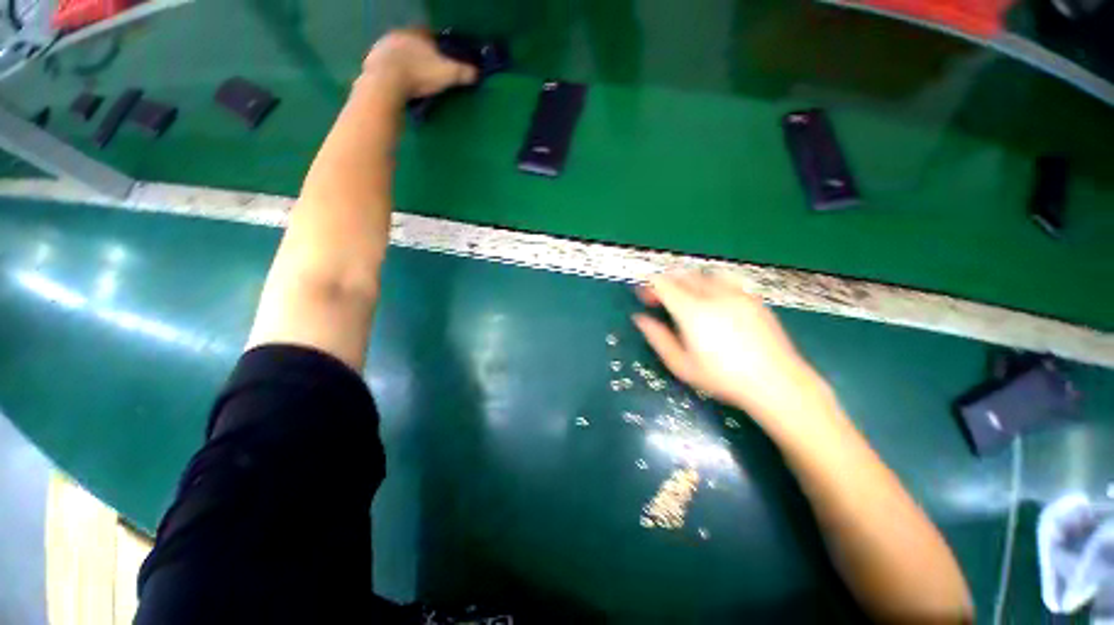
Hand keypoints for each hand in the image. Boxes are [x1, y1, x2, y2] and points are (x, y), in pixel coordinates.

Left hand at [362, 29, 478, 98]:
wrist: (386, 81)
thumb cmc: (419, 74)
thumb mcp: (447, 74)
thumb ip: (463, 72)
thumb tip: (477, 73)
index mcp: (417, 33)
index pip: (430, 35)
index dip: (437, 46)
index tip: (442, 58)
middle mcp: (398, 34)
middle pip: (413, 43)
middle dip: (420, 54)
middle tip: (428, 70)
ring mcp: (382, 46)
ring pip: (398, 53)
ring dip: (405, 63)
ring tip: (413, 79)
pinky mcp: (372, 61)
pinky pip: (387, 66)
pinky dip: (393, 73)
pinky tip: (399, 84)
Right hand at [633, 271, 831, 430]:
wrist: (776, 382)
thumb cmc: (722, 378)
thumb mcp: (681, 364)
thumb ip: (657, 338)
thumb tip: (640, 319)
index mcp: (692, 311)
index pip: (663, 284)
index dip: (649, 286)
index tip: (643, 295)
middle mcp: (713, 295)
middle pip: (682, 275)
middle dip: (666, 282)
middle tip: (660, 299)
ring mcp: (736, 294)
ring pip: (704, 274)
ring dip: (688, 281)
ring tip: (684, 297)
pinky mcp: (752, 298)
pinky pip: (724, 281)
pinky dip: (709, 285)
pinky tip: (711, 302)